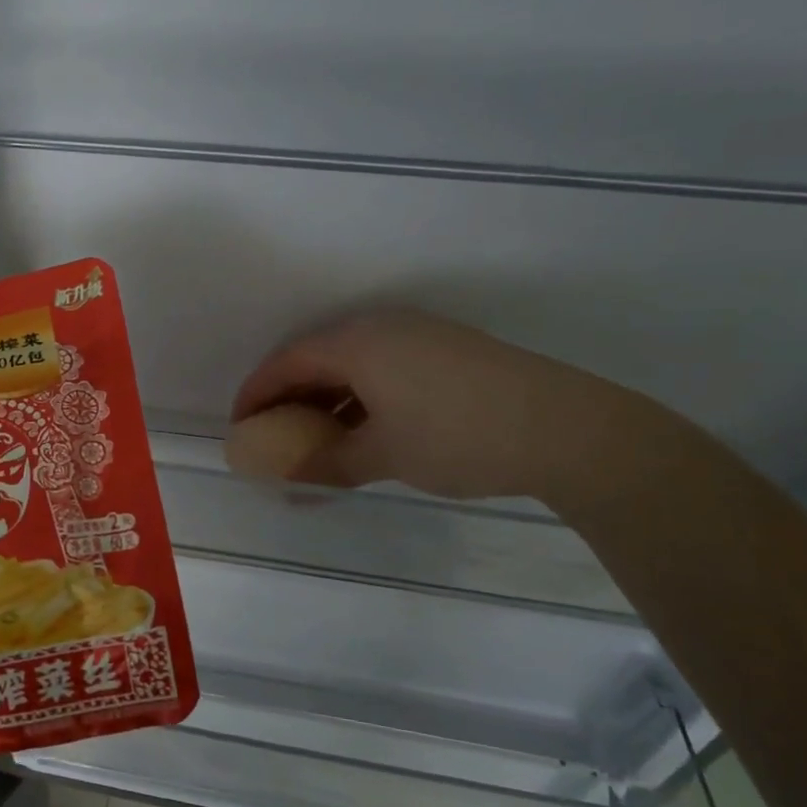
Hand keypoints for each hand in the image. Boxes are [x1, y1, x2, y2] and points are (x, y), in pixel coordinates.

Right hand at [232, 309, 652, 501]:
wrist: (567, 429)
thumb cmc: (457, 437)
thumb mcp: (382, 455)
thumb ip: (326, 464)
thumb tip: (284, 480)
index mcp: (356, 342)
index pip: (286, 362)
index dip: (256, 395)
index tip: (239, 428)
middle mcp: (382, 326)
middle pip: (315, 356)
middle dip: (288, 396)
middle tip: (273, 434)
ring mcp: (419, 334)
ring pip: (351, 361)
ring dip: (326, 396)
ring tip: (315, 436)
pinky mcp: (447, 349)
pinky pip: (382, 365)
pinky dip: (360, 393)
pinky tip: (365, 426)